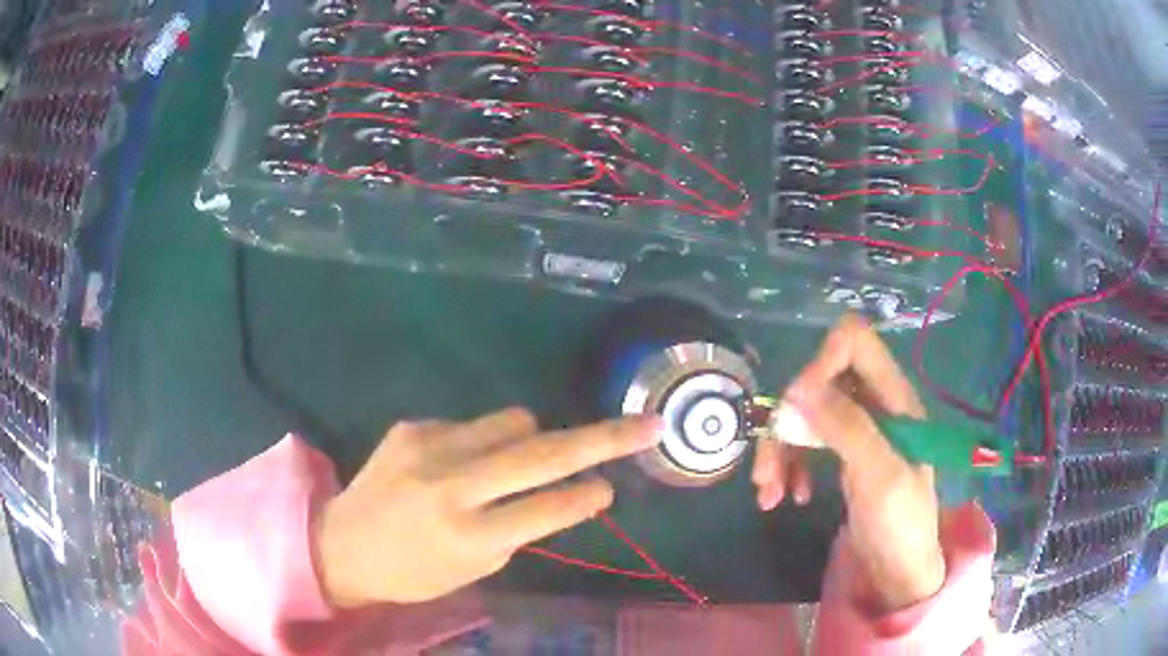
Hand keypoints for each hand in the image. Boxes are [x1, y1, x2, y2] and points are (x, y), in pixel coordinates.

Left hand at [316, 409, 659, 606]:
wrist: (342, 544)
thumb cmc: (414, 573)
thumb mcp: (474, 568)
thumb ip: (520, 527)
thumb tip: (565, 489)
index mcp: (467, 536)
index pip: (546, 509)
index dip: (585, 497)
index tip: (612, 485)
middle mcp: (449, 485)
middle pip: (542, 452)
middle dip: (603, 438)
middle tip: (644, 425)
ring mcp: (427, 446)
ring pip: (513, 421)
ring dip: (530, 440)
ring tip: (510, 466)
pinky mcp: (411, 426)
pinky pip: (471, 426)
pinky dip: (481, 444)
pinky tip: (453, 468)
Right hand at [753, 314, 944, 610]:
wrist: (898, 571)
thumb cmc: (899, 524)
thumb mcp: (878, 476)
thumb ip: (846, 427)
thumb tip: (799, 388)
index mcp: (894, 398)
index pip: (855, 342)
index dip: (821, 362)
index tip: (797, 406)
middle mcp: (875, 404)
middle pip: (821, 381)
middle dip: (789, 420)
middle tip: (769, 466)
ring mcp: (859, 429)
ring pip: (807, 413)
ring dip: (780, 449)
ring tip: (766, 492)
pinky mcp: (844, 454)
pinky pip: (807, 442)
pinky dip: (789, 466)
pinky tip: (786, 496)